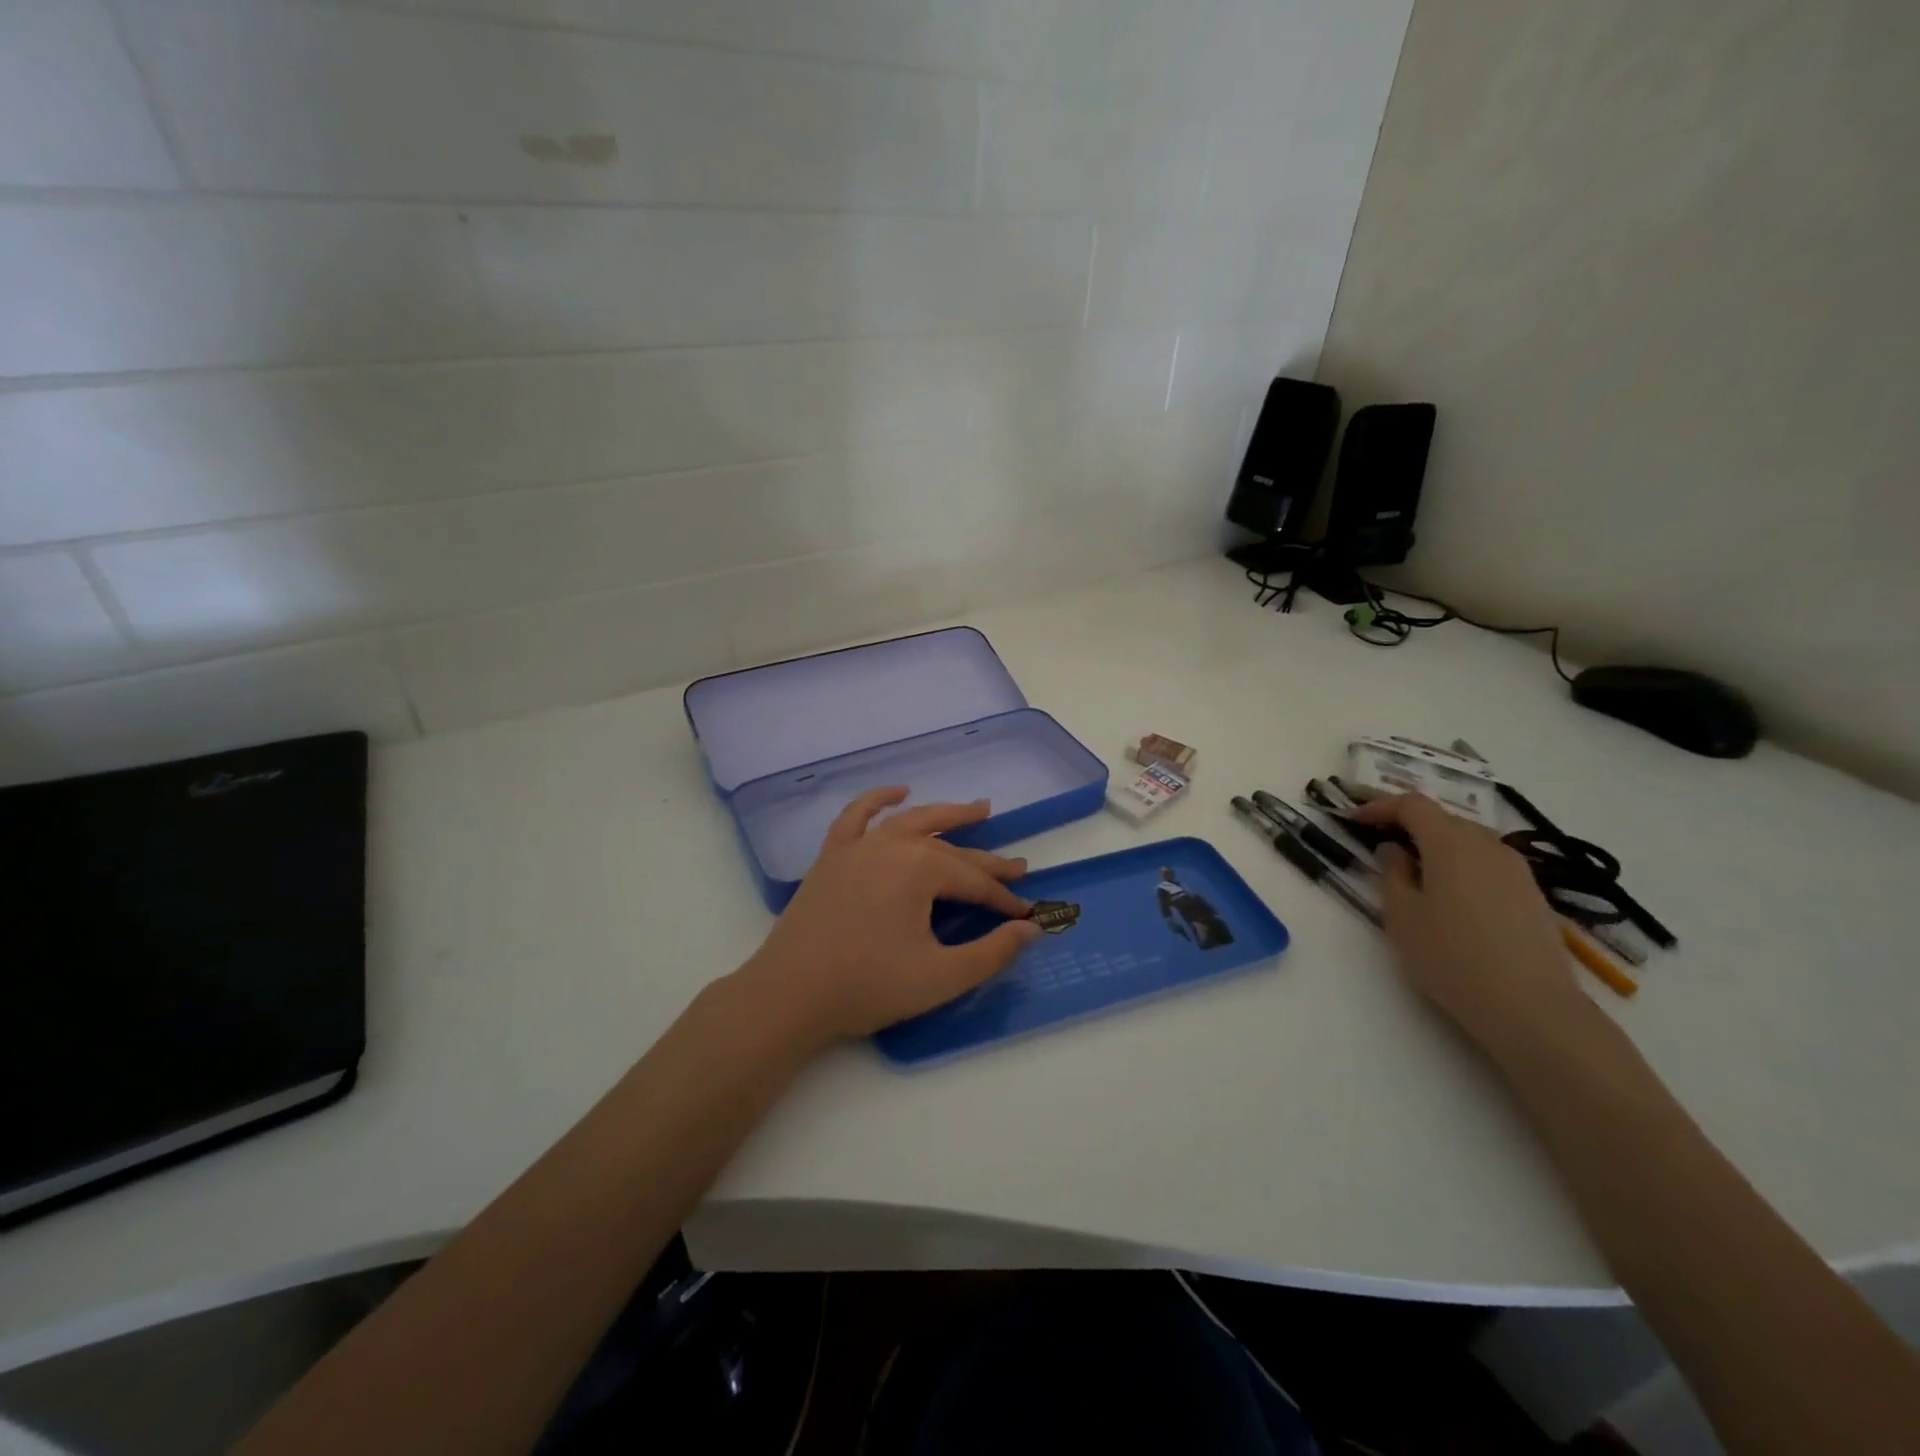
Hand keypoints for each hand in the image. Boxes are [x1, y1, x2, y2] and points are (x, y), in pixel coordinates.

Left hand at [733, 786, 1042, 1049]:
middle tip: (1017, 867)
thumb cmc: (868, 987)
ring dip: (946, 814)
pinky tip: (899, 792)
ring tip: (977, 808)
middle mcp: (892, 845)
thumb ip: (992, 952)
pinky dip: (879, 799)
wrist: (789, 995)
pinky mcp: (832, 855)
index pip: (974, 882)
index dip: (1003, 900)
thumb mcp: (941, 977)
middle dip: (986, 861)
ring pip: (911, 821)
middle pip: (949, 850)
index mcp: (920, 869)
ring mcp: (858, 846)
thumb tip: (1031, 930)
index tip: (1026, 915)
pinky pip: (857, 815)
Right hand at [1353, 794, 1597, 1061]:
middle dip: (1409, 825)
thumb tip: (1393, 850)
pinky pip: (1488, 865)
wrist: (1531, 1008)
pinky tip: (1452, 898)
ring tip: (1415, 873)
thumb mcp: (1401, 915)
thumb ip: (1391, 873)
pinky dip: (1462, 866)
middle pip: (1443, 819)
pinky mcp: (1533, 895)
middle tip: (1381, 845)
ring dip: (1437, 847)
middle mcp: (1487, 846)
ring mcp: (1516, 870)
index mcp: (1450, 843)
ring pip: (1469, 841)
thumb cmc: (1451, 957)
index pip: (1412, 805)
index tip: (1354, 820)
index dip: (1380, 806)